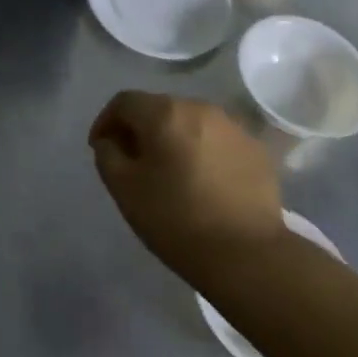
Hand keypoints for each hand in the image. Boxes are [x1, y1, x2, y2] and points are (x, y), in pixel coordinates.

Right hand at [88, 92, 283, 283]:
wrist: (247, 255)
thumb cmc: (176, 219)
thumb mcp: (124, 189)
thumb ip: (107, 154)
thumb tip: (111, 141)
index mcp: (165, 113)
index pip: (125, 102)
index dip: (106, 121)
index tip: (101, 148)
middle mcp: (201, 108)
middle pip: (160, 109)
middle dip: (141, 130)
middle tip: (133, 162)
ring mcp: (234, 127)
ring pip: (191, 123)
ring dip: (174, 139)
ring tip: (170, 172)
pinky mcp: (256, 150)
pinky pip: (218, 141)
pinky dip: (203, 152)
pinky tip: (203, 182)